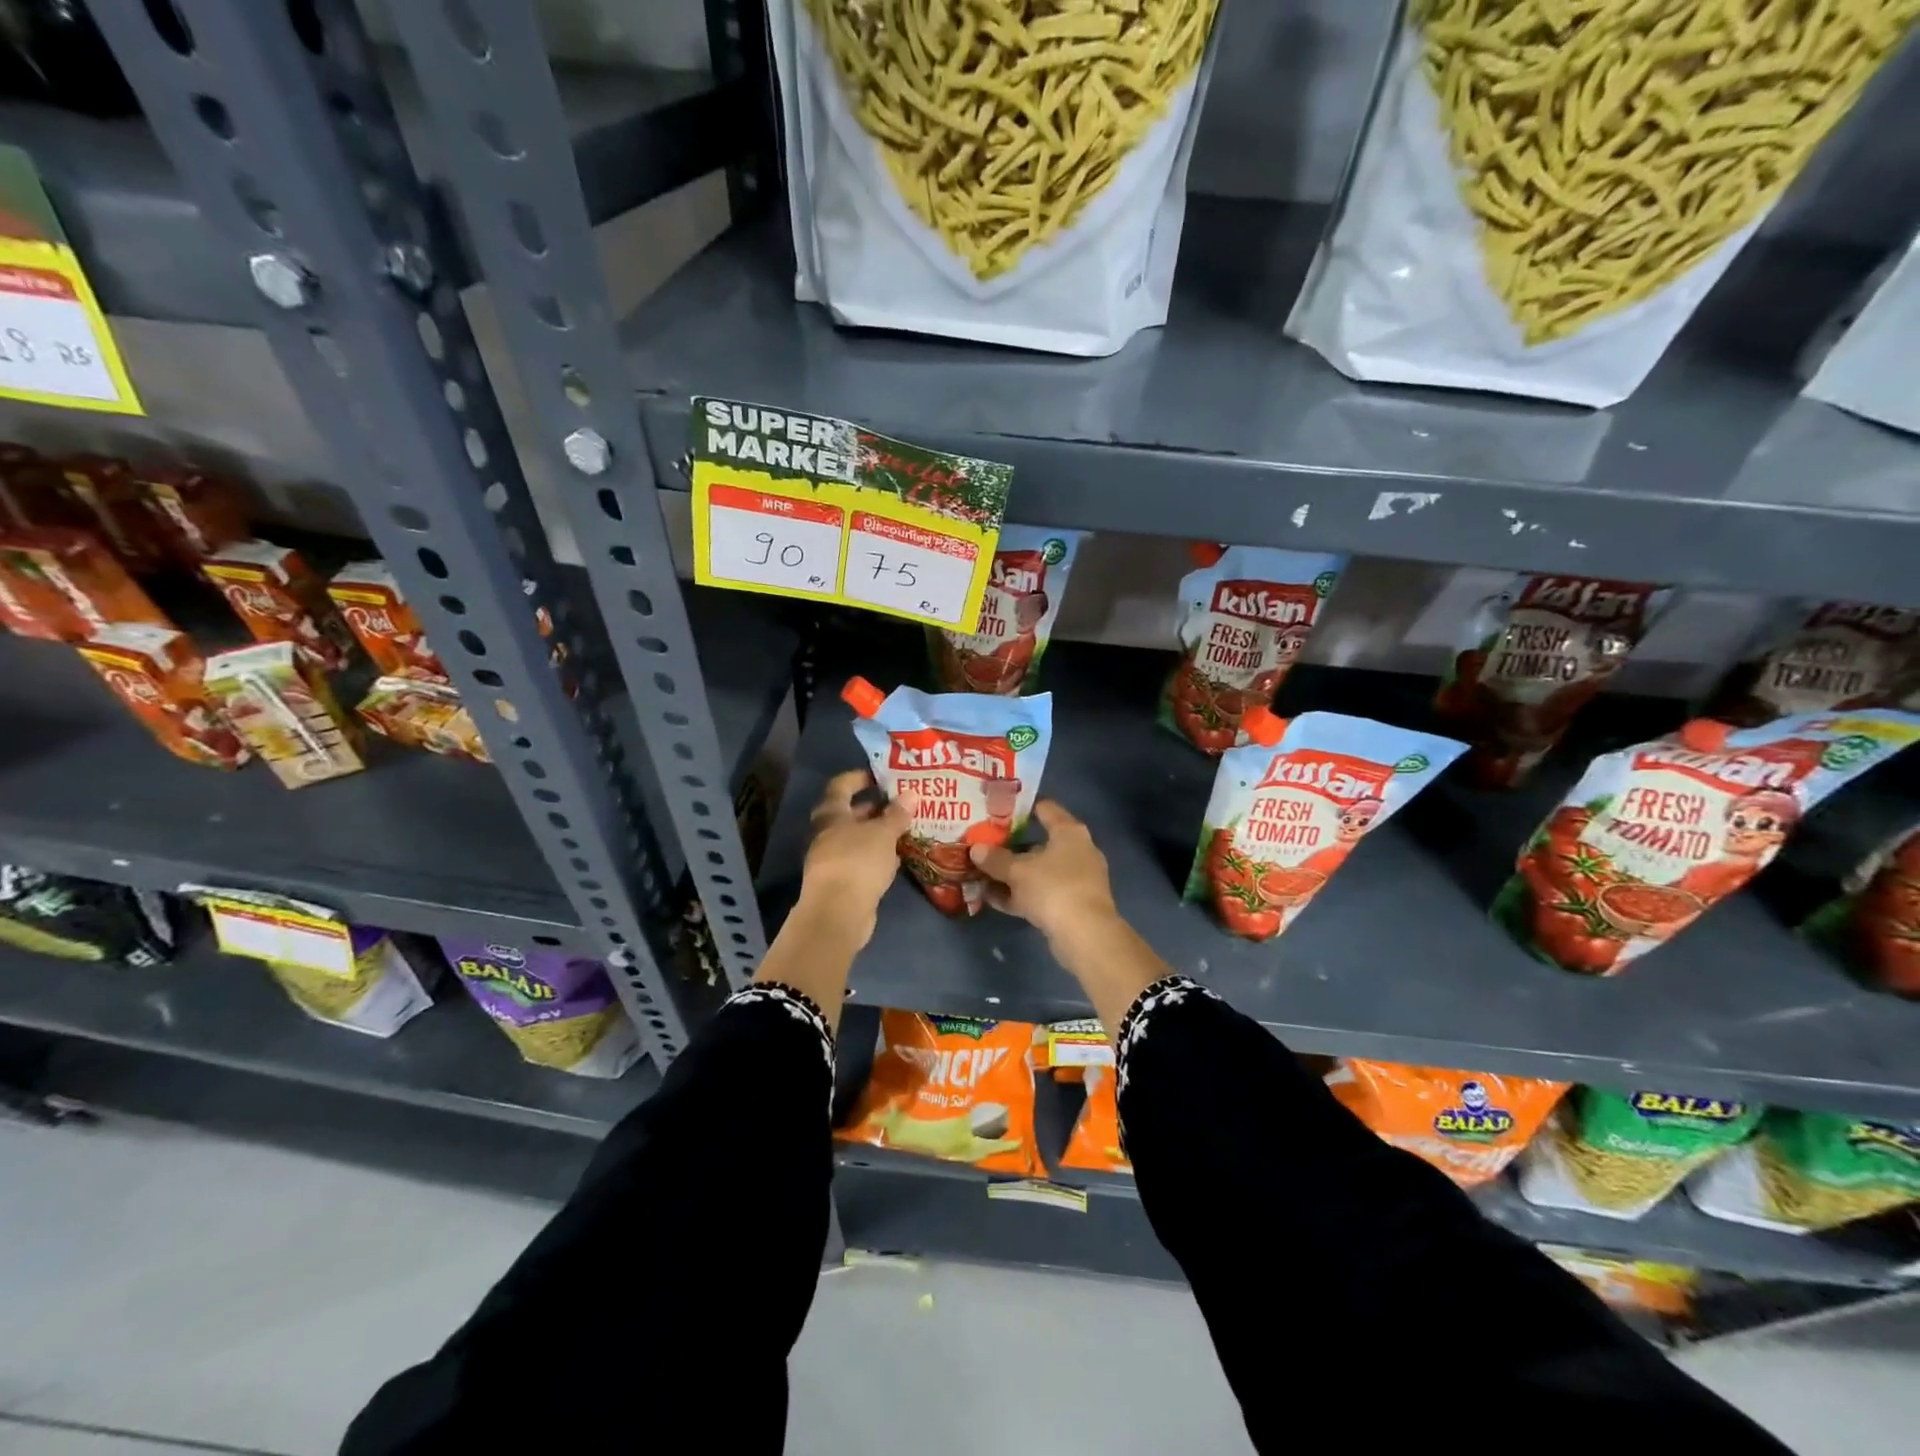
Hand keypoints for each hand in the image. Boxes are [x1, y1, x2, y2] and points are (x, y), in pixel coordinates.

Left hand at [799, 769, 908, 935]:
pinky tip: (897, 857)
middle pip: (850, 813)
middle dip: (875, 807)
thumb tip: (911, 794)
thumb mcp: (883, 834)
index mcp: (831, 814)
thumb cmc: (858, 862)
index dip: (860, 777)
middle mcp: (827, 833)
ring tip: (905, 828)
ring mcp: (831, 859)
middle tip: (902, 802)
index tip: (882, 775)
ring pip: (857, 838)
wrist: (838, 912)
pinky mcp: (841, 882)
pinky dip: (877, 855)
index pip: (841, 785)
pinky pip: (861, 860)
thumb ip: (897, 814)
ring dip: (878, 833)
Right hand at [967, 800, 1117, 941]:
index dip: (1021, 807)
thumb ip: (995, 859)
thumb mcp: (1017, 871)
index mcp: (1069, 832)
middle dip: (1011, 846)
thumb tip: (975, 849)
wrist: (1085, 934)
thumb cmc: (1053, 887)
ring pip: (1038, 871)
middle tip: (984, 844)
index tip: (998, 810)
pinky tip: (992, 899)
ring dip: (1012, 874)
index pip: (1045, 808)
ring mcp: (1076, 880)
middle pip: (1039, 843)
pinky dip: (1019, 895)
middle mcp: (1076, 851)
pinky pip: (1040, 893)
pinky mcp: (1071, 904)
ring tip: (982, 873)